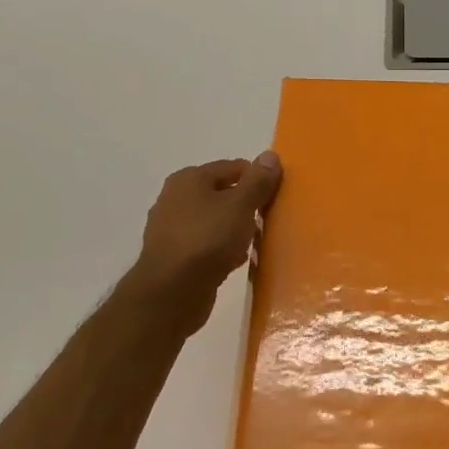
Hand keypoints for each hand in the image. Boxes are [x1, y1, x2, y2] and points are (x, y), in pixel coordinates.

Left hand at [128, 153, 281, 330]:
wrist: (171, 293)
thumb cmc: (207, 240)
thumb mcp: (240, 206)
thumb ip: (257, 181)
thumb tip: (270, 155)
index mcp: (189, 179)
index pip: (233, 168)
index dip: (257, 179)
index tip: (277, 197)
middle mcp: (175, 198)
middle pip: (222, 194)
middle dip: (246, 206)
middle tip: (268, 220)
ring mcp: (171, 228)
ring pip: (214, 221)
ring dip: (236, 229)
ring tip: (255, 243)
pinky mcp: (173, 256)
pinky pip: (206, 244)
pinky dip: (222, 249)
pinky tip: (236, 261)